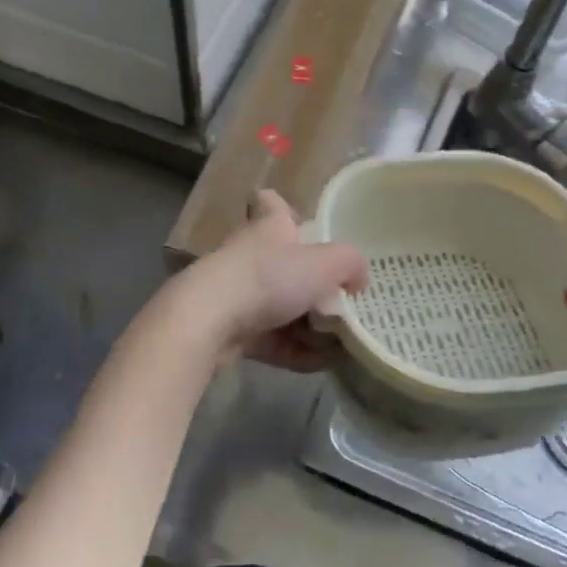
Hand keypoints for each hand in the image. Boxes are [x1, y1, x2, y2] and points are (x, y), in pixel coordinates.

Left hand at [180, 190, 367, 370]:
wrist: (209, 321)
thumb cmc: (269, 278)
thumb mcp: (325, 264)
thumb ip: (350, 265)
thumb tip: (357, 280)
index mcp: (270, 227)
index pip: (271, 203)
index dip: (284, 209)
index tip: (301, 224)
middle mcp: (251, 256)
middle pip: (284, 264)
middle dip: (313, 286)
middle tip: (341, 303)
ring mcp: (238, 294)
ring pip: (280, 307)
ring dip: (309, 326)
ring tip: (338, 343)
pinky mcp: (232, 330)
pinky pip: (272, 340)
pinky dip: (296, 351)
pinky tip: (320, 363)